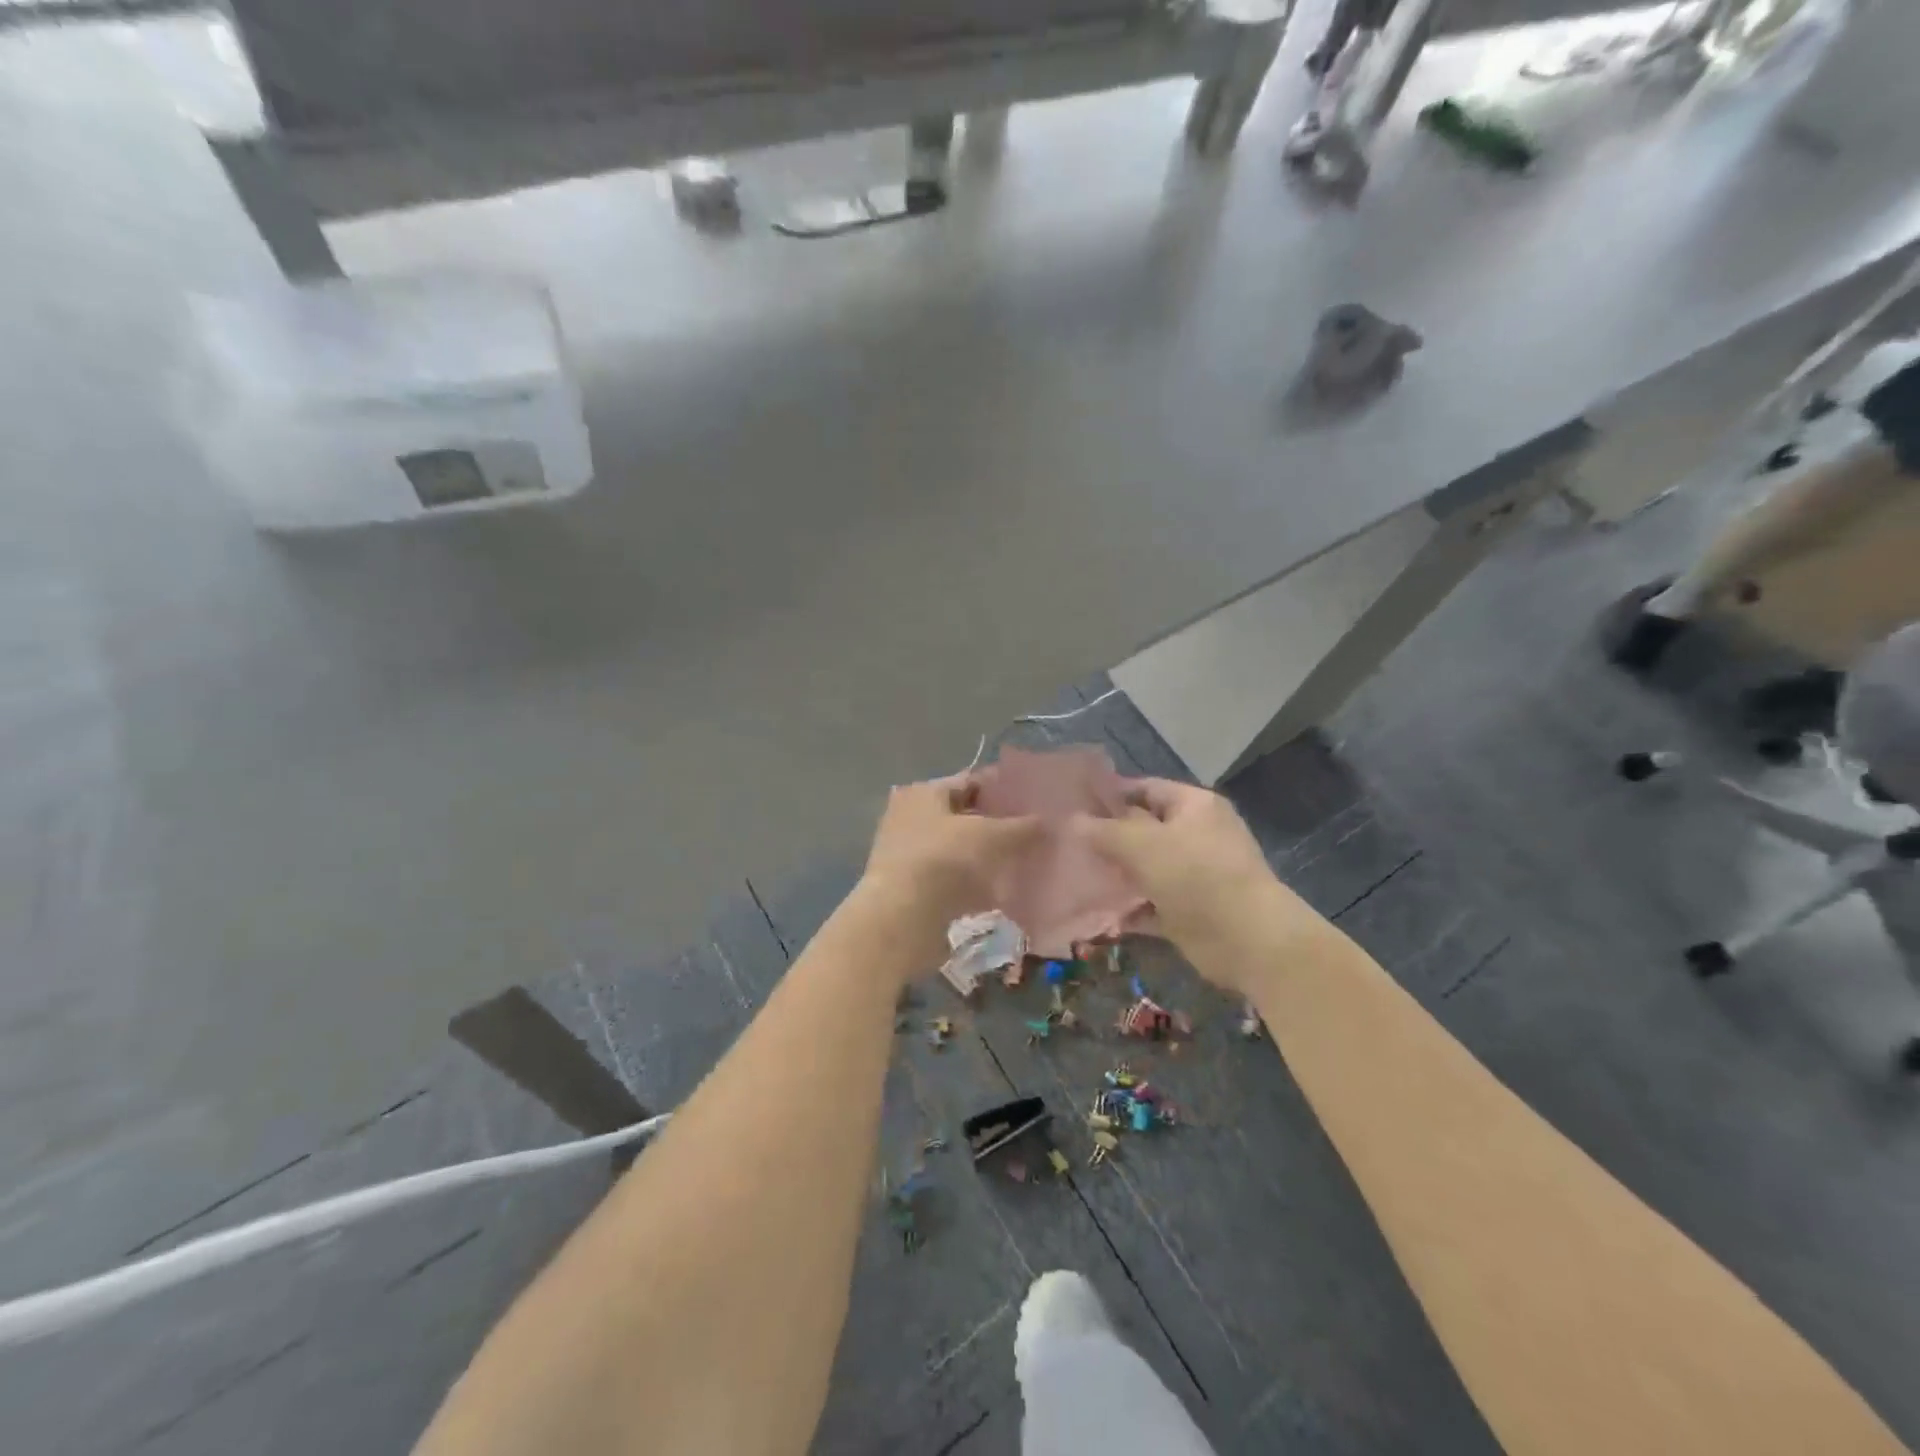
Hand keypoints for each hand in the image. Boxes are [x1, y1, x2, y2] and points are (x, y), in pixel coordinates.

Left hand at [859, 775, 1039, 943]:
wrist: (902, 919)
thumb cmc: (944, 860)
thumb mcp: (991, 836)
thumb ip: (1021, 826)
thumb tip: (1045, 821)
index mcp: (923, 792)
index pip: (970, 782)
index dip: (1002, 791)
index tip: (1033, 803)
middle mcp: (909, 817)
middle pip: (963, 816)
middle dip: (996, 826)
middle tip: (1032, 836)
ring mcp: (908, 854)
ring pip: (959, 850)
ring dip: (986, 858)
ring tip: (1023, 865)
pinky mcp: (912, 888)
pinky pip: (952, 879)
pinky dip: (974, 884)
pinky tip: (1001, 894)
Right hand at [1072, 778, 1321, 991]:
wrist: (1248, 940)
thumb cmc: (1196, 876)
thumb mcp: (1142, 845)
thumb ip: (1104, 832)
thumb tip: (1072, 820)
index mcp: (1194, 806)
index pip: (1146, 789)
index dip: (1111, 794)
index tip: (1073, 804)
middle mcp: (1197, 836)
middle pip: (1144, 829)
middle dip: (1108, 838)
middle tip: (1067, 843)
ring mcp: (1195, 876)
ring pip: (1147, 869)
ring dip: (1117, 876)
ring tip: (1076, 877)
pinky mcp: (1190, 912)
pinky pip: (1152, 905)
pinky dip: (1130, 910)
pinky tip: (1100, 914)